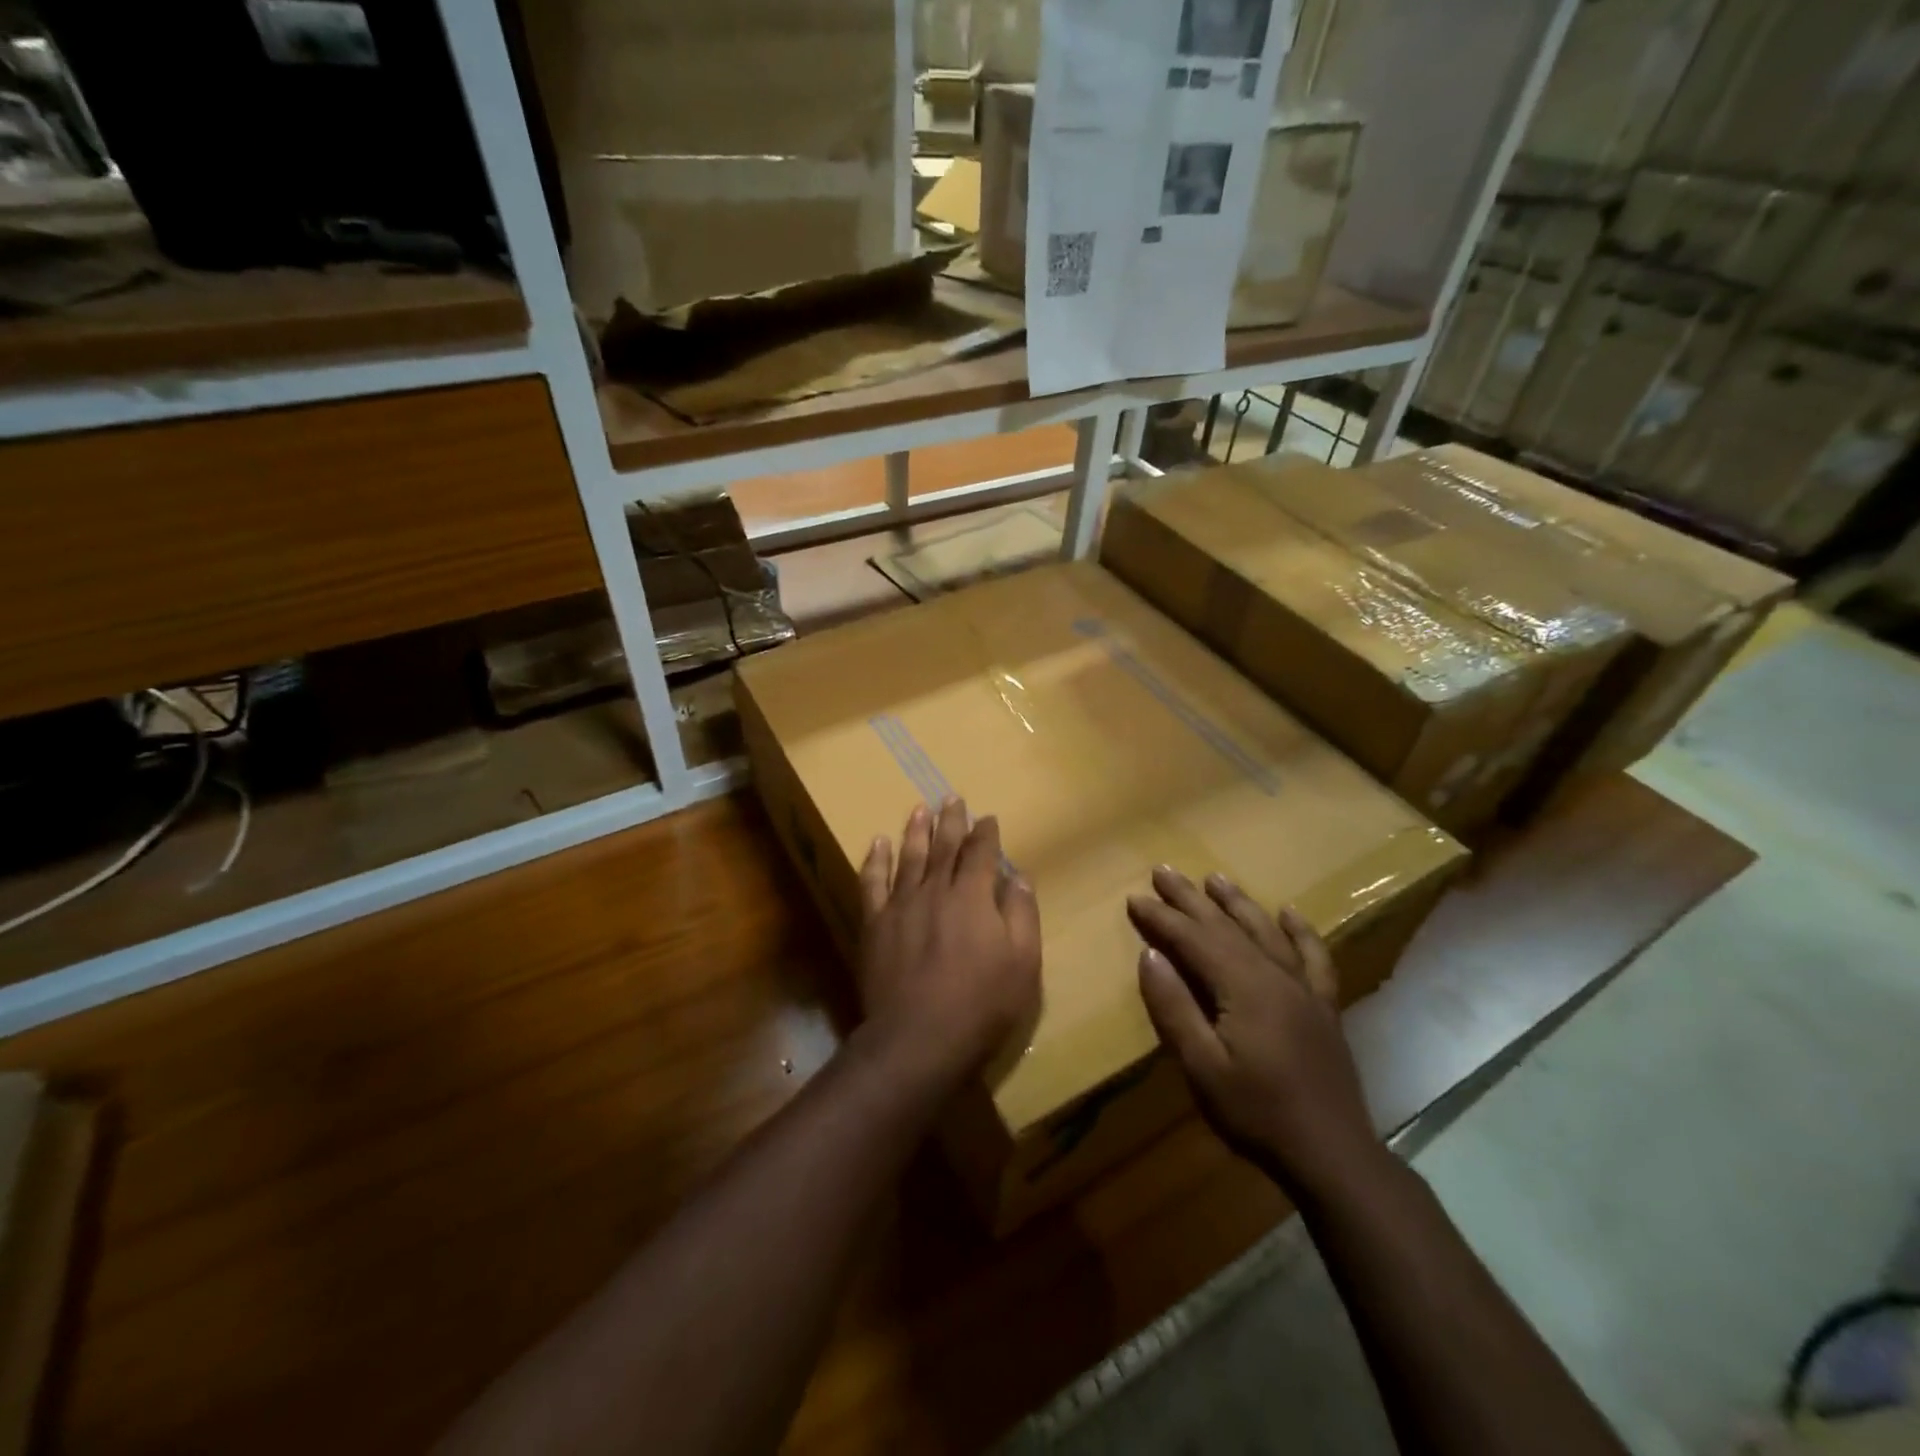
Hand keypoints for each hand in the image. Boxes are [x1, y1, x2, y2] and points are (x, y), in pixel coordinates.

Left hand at [856, 799, 1041, 1090]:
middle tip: (952, 796)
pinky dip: (875, 860)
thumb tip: (1018, 875)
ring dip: (915, 830)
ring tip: (919, 808)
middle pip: (944, 846)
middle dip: (951, 820)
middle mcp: (936, 890)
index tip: (988, 817)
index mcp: (974, 896)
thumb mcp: (1023, 963)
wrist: (918, 1037)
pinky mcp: (875, 923)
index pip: (981, 853)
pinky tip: (877, 843)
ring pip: (909, 857)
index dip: (986, 833)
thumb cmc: (981, 1003)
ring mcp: (901, 904)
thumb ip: (1022, 914)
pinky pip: (872, 882)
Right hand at [1127, 866, 1376, 1199]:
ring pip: (1265, 931)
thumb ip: (1175, 1008)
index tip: (1134, 898)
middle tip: (1163, 871)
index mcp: (1243, 987)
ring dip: (1237, 902)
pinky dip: (1300, 931)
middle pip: (1226, 926)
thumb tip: (1150, 955)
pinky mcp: (1323, 1006)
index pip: (1193, 939)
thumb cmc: (1257, 1113)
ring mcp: (1303, 988)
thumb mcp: (1202, 1067)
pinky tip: (1288, 913)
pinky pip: (1313, 956)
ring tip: (1214, 878)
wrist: (1332, 1154)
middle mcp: (1274, 975)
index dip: (1161, 918)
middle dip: (1190, 898)